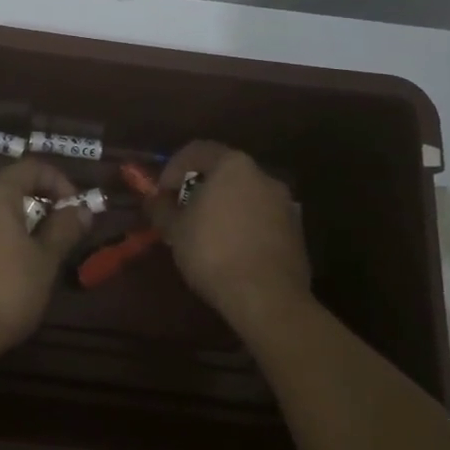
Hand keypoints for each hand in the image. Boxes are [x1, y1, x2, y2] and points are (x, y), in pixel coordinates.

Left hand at [0, 159, 92, 364]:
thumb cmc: (6, 290)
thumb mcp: (45, 260)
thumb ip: (64, 229)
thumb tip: (82, 209)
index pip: (31, 167)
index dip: (59, 181)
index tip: (76, 209)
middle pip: (12, 187)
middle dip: (43, 202)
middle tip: (65, 230)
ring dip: (24, 223)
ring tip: (45, 252)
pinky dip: (4, 238)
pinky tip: (16, 269)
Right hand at [147, 141, 310, 336]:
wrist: (268, 298)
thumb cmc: (214, 253)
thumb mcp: (175, 230)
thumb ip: (161, 208)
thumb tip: (154, 200)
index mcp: (233, 165)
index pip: (197, 150)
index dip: (172, 168)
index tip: (162, 194)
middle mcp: (263, 176)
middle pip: (224, 172)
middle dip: (200, 188)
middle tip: (182, 212)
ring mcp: (284, 204)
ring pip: (244, 195)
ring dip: (223, 208)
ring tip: (205, 235)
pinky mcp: (295, 232)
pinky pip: (260, 218)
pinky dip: (243, 226)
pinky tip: (231, 251)